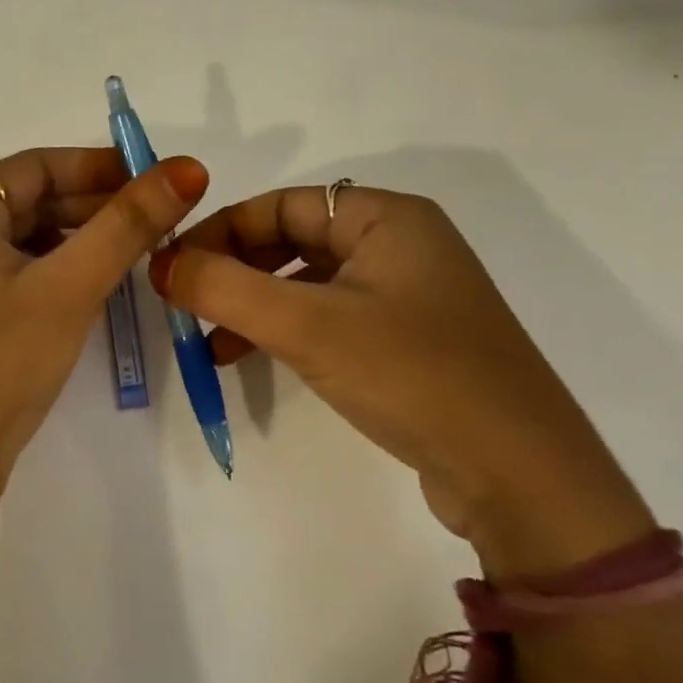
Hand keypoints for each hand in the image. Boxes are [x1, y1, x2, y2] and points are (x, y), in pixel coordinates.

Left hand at [0, 147, 208, 511]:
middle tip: (154, 219)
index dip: (96, 166)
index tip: (152, 180)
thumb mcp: (69, 287)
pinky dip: (53, 270)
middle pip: (28, 201)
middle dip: (92, 205)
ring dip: (76, 239)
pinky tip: (91, 285)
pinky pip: (12, 273)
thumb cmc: (1, 363)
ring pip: (22, 239)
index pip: (34, 166)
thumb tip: (187, 168)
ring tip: (134, 250)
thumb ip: (128, 224)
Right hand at [150, 184, 653, 576]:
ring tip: (209, 342)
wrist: (522, 479)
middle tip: (187, 304)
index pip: (282, 203)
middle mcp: (399, 244)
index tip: (175, 266)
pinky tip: (251, 360)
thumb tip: (159, 263)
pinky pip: (328, 318)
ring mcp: (406, 296)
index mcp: (386, 217)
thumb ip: (223, 287)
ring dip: (253, 305)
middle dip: (235, 270)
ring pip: (306, 282)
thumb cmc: (413, 374)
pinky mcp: (407, 342)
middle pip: (292, 240)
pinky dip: (284, 331)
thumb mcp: (306, 325)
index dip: (222, 229)